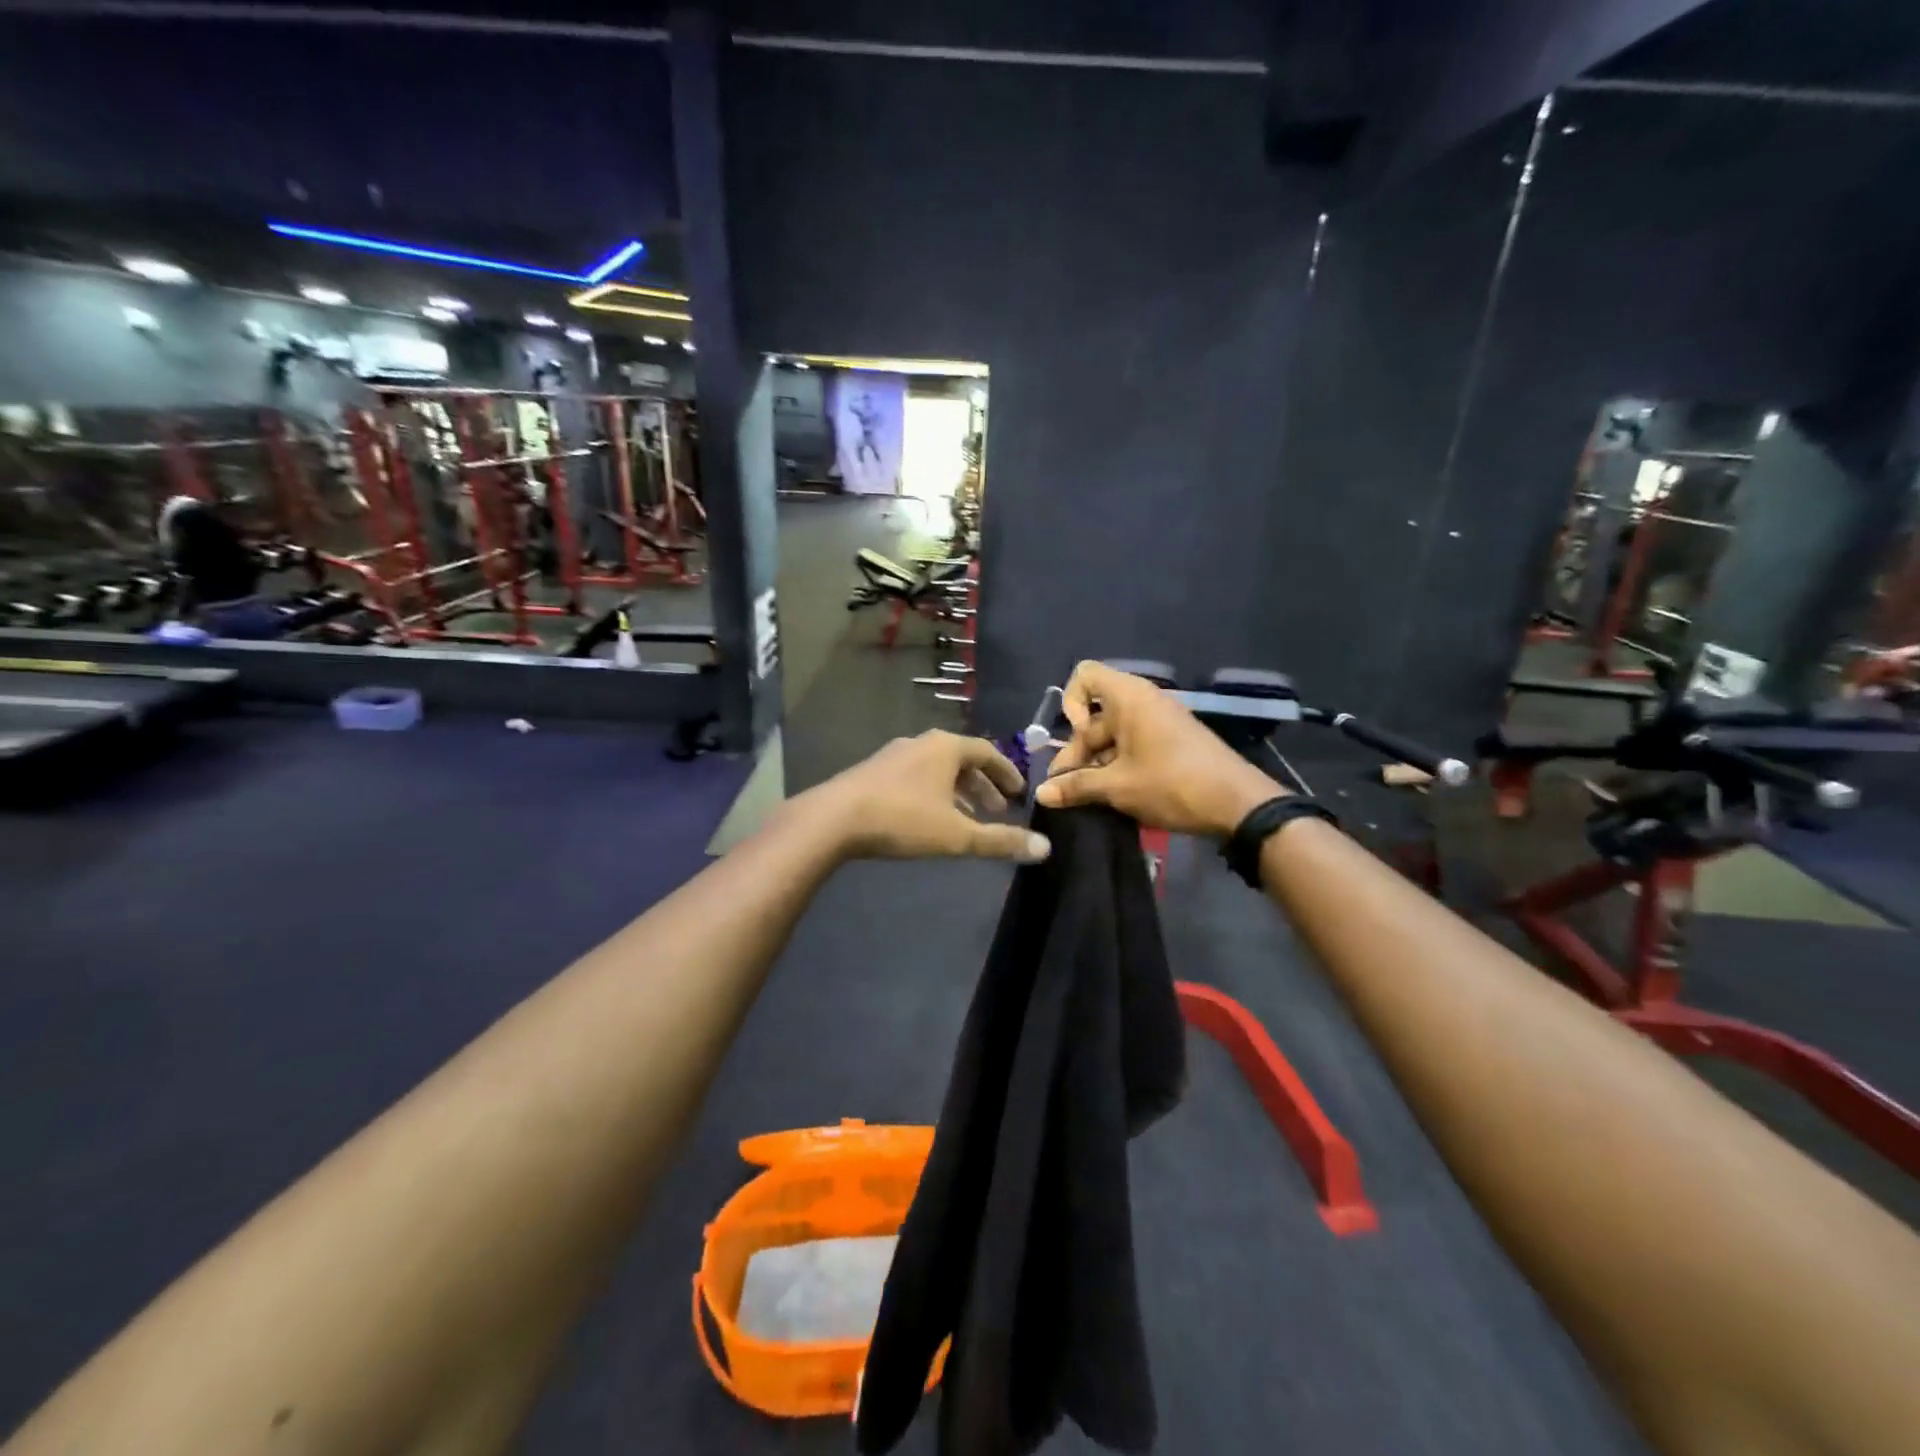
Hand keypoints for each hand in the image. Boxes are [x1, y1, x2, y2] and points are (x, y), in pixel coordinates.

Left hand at [807, 730, 1051, 863]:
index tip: (1019, 794)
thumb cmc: (903, 820)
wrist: (833, 819)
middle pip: (962, 760)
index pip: (988, 752)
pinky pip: (915, 777)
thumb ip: (1000, 841)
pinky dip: (932, 794)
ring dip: (957, 792)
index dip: (1007, 773)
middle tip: (997, 811)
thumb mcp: (957, 835)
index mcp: (946, 747)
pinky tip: (928, 819)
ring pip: (936, 770)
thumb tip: (1045, 849)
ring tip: (966, 819)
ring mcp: (893, 755)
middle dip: (982, 786)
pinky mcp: (873, 771)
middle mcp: (921, 743)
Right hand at [1035, 661, 1283, 837]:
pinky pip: (1133, 745)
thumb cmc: (1172, 784)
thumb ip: (1076, 786)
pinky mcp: (1171, 743)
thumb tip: (1041, 793)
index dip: (1070, 703)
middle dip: (1077, 751)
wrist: (1239, 804)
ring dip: (1095, 764)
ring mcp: (1159, 722)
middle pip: (1095, 716)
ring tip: (1087, 799)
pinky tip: (1113, 796)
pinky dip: (1118, 766)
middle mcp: (1143, 702)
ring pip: (1113, 736)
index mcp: (1129, 698)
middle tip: (1067, 790)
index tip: (1078, 738)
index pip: (1084, 676)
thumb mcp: (1118, 787)